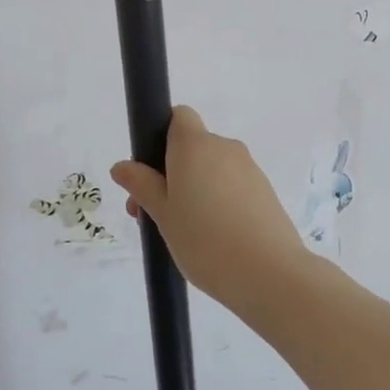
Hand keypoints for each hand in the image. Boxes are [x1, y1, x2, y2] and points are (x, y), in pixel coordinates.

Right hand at [111, 106, 313, 311]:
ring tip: (184, 234)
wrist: (268, 272)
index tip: (151, 172)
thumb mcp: (162, 213)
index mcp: (195, 144)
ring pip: (212, 169)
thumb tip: (122, 165)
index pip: (178, 117)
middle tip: (154, 214)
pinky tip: (214, 238)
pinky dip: (219, 202)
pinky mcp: (265, 191)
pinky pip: (232, 186)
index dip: (161, 136)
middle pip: (192, 147)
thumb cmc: (204, 239)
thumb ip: (141, 185)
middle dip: (171, 173)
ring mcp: (249, 168)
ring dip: (194, 190)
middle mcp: (225, 147)